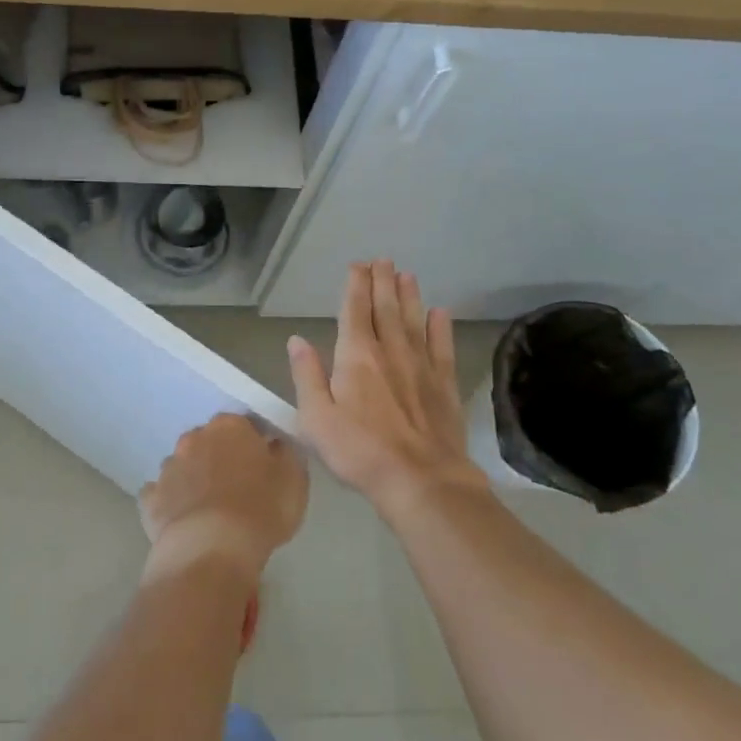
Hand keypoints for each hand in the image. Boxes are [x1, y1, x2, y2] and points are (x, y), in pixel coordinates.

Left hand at [140, 414, 308, 582]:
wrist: (210, 549)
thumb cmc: (260, 510)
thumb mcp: (293, 481)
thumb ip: (285, 455)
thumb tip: (274, 444)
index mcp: (229, 427)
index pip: (244, 425)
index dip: (254, 445)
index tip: (264, 466)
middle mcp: (194, 438)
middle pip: (210, 442)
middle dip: (220, 458)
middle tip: (238, 487)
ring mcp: (168, 467)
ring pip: (184, 466)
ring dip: (195, 478)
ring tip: (210, 509)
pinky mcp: (150, 498)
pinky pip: (162, 494)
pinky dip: (172, 503)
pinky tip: (184, 521)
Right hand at [288, 260, 487, 517]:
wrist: (421, 480)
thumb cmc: (359, 451)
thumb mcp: (316, 418)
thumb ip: (307, 376)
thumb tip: (297, 340)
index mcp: (356, 356)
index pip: (354, 310)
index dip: (355, 286)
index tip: (357, 266)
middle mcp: (390, 351)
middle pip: (386, 308)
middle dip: (383, 282)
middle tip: (383, 260)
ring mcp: (421, 366)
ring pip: (414, 320)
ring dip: (410, 296)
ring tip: (407, 275)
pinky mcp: (444, 384)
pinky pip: (441, 347)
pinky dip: (440, 327)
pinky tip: (440, 313)